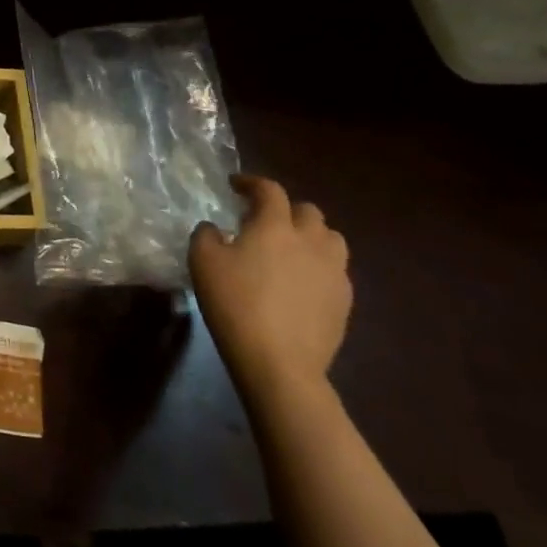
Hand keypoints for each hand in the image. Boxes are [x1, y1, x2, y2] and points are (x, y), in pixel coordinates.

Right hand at [188, 174, 350, 399]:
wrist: (279, 363)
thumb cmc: (236, 304)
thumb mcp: (202, 262)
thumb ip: (206, 234)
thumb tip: (216, 229)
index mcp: (275, 226)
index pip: (269, 190)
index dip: (252, 183)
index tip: (236, 186)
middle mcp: (310, 241)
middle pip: (308, 211)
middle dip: (286, 209)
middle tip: (264, 221)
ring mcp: (333, 272)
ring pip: (331, 239)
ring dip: (311, 235)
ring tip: (291, 248)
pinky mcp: (344, 302)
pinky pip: (336, 270)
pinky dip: (319, 266)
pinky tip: (301, 282)